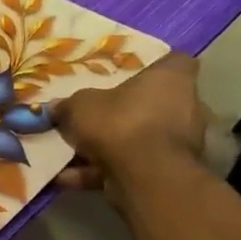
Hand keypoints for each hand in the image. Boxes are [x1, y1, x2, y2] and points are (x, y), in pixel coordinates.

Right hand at [52, 52, 208, 205]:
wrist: (142, 174)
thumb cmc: (118, 122)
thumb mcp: (78, 106)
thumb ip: (68, 105)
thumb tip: (56, 107)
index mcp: (171, 79)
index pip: (173, 62)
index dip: (151, 66)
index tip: (127, 74)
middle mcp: (185, 106)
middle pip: (152, 103)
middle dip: (123, 111)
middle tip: (92, 115)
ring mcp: (179, 141)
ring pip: (138, 138)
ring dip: (107, 146)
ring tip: (70, 153)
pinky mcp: (167, 170)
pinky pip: (129, 165)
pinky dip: (100, 171)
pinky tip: (68, 177)